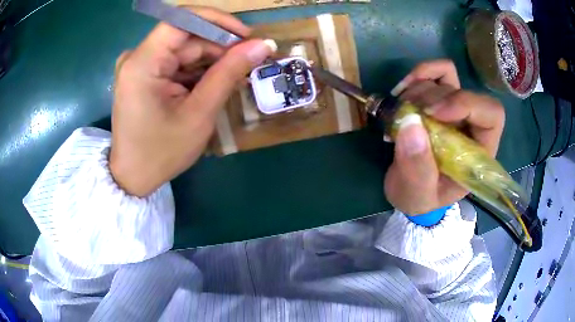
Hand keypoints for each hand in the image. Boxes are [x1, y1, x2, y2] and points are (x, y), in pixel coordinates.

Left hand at [110, 7, 275, 196]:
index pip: (182, 20)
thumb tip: (263, 45)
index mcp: (142, 63)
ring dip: (210, 61)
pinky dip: (196, 71)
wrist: (133, 177)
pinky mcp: (143, 75)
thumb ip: (229, 73)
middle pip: (185, 37)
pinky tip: (212, 85)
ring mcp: (138, 66)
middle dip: (218, 47)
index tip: (246, 36)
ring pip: (183, 50)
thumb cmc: (161, 152)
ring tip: (234, 79)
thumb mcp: (199, 113)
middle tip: (248, 63)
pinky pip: (175, 63)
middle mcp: (137, 57)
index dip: (218, 22)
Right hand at [384, 60, 505, 214]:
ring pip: (447, 77)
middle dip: (433, 99)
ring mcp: (455, 109)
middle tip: (406, 116)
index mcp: (479, 153)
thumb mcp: (418, 195)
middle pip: (465, 92)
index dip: (466, 104)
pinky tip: (401, 91)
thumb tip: (410, 123)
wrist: (409, 191)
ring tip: (400, 112)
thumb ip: (417, 168)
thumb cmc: (420, 198)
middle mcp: (472, 126)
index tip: (433, 113)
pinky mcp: (439, 99)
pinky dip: (418, 75)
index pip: (491, 115)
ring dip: (419, 89)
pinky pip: (435, 72)